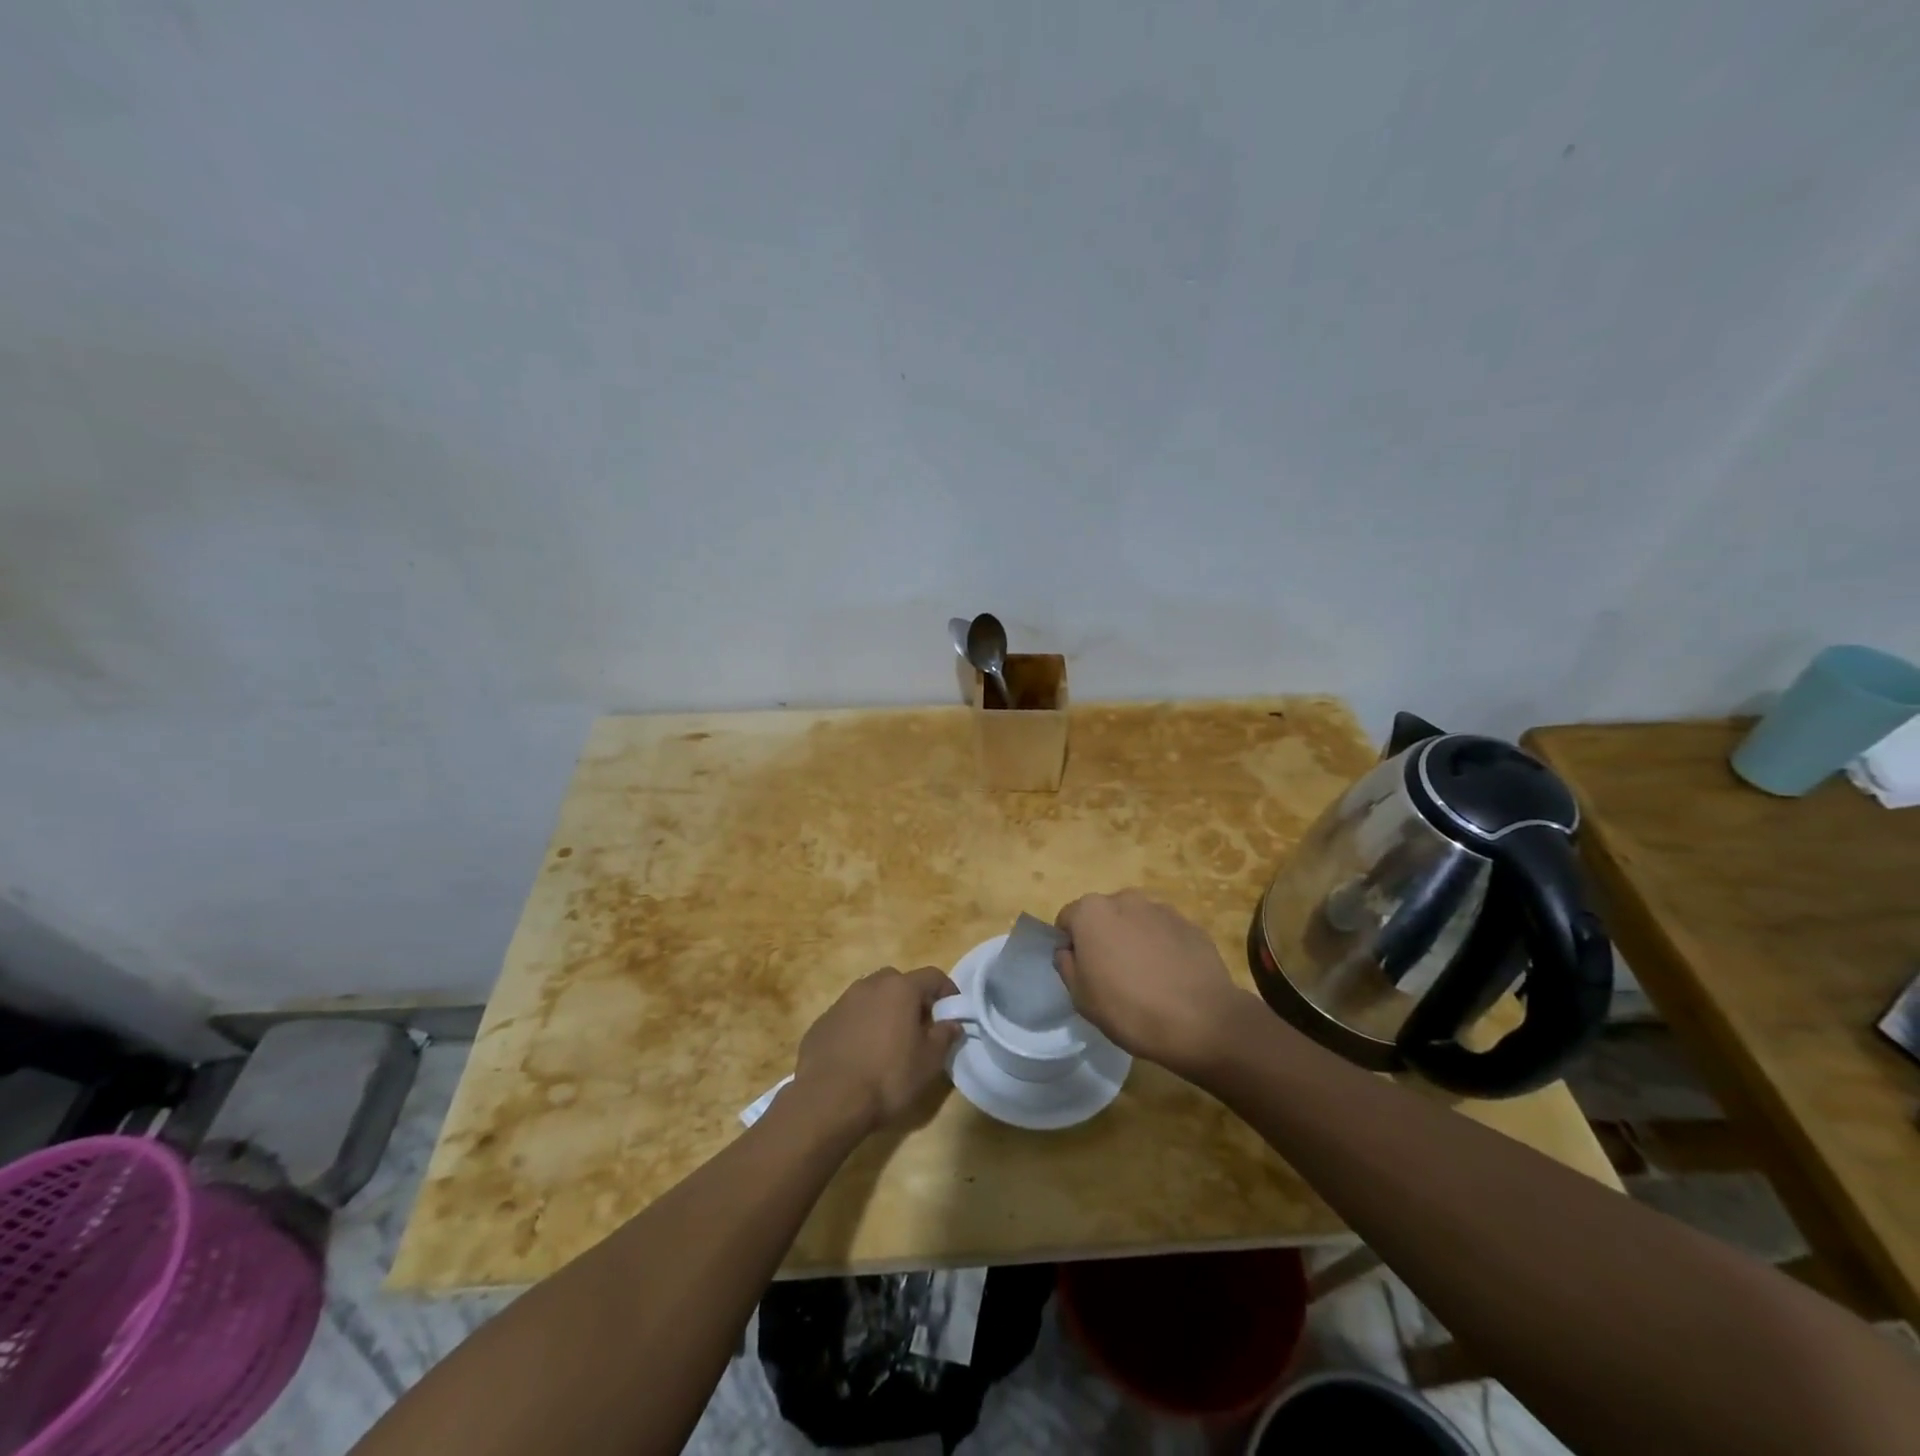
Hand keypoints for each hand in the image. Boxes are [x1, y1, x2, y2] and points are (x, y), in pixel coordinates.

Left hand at [792, 966, 961, 1136]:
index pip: (933, 976)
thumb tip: (952, 1023)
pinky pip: (850, 1016)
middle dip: (913, 1000)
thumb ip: (944, 1037)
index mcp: (900, 989)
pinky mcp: (822, 1021)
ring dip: (884, 1011)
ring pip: (872, 997)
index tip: (953, 1014)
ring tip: (888, 1043)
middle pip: (899, 982)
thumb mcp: (928, 1063)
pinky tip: (860, 1055)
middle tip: (920, 1028)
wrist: (827, 1101)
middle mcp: (870, 985)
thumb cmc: (887, 1078)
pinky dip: (860, 1026)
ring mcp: (842, 1001)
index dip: (947, 992)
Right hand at [1055, 890, 1248, 1077]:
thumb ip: (1066, 966)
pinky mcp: (1191, 924)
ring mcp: (1161, 909)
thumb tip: (1068, 951)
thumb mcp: (1081, 998)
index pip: (1068, 919)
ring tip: (1146, 977)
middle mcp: (1125, 899)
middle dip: (1104, 937)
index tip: (1081, 972)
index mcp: (1092, 912)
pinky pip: (1165, 933)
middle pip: (1103, 915)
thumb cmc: (1129, 1009)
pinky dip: (1163, 947)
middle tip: (1112, 975)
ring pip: (1136, 922)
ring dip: (1134, 940)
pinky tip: (1171, 978)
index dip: (1070, 945)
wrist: (1202, 1021)